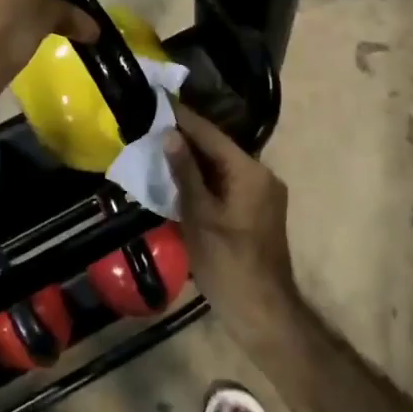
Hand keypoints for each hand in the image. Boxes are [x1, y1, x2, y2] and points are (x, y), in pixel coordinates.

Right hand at [165, 102, 293, 307]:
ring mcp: (262, 194)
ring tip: (157, 147)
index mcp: (250, 172)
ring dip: (192, 160)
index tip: (158, 100)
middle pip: (218, 148)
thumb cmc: (227, 263)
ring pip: (221, 167)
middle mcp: (261, 175)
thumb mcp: (199, 216)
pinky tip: (178, 179)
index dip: (183, 118)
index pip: (211, 134)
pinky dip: (204, 179)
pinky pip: (226, 184)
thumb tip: (169, 134)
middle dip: (185, 138)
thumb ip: (185, 173)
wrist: (262, 311)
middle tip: (150, 125)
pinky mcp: (256, 211)